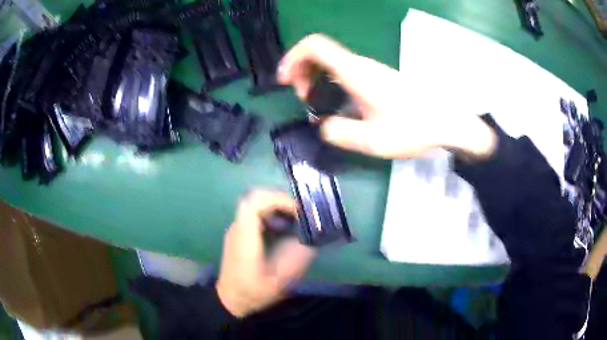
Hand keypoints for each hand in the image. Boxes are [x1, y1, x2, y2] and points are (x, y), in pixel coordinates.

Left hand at [216, 190, 316, 317]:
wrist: (230, 299)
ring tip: (295, 219)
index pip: (254, 202)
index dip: (278, 199)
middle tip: (300, 213)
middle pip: (255, 197)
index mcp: (245, 237)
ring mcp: (237, 229)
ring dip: (277, 205)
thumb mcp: (280, 281)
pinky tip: (283, 229)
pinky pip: (255, 213)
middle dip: (280, 200)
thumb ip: (298, 259)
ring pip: (255, 203)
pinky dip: (272, 213)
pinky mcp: (239, 233)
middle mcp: (238, 228)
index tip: (297, 211)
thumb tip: (313, 240)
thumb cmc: (253, 291)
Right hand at [278, 34, 495, 159]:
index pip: (315, 46)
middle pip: (319, 53)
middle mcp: (360, 65)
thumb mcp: (374, 140)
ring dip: (314, 78)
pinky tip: (335, 105)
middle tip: (300, 97)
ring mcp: (369, 70)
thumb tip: (323, 125)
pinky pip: (343, 72)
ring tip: (313, 103)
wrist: (445, 121)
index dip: (293, 57)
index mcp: (355, 73)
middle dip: (301, 71)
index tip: (284, 80)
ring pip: (331, 63)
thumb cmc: (413, 127)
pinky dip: (329, 83)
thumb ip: (341, 133)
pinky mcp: (376, 78)